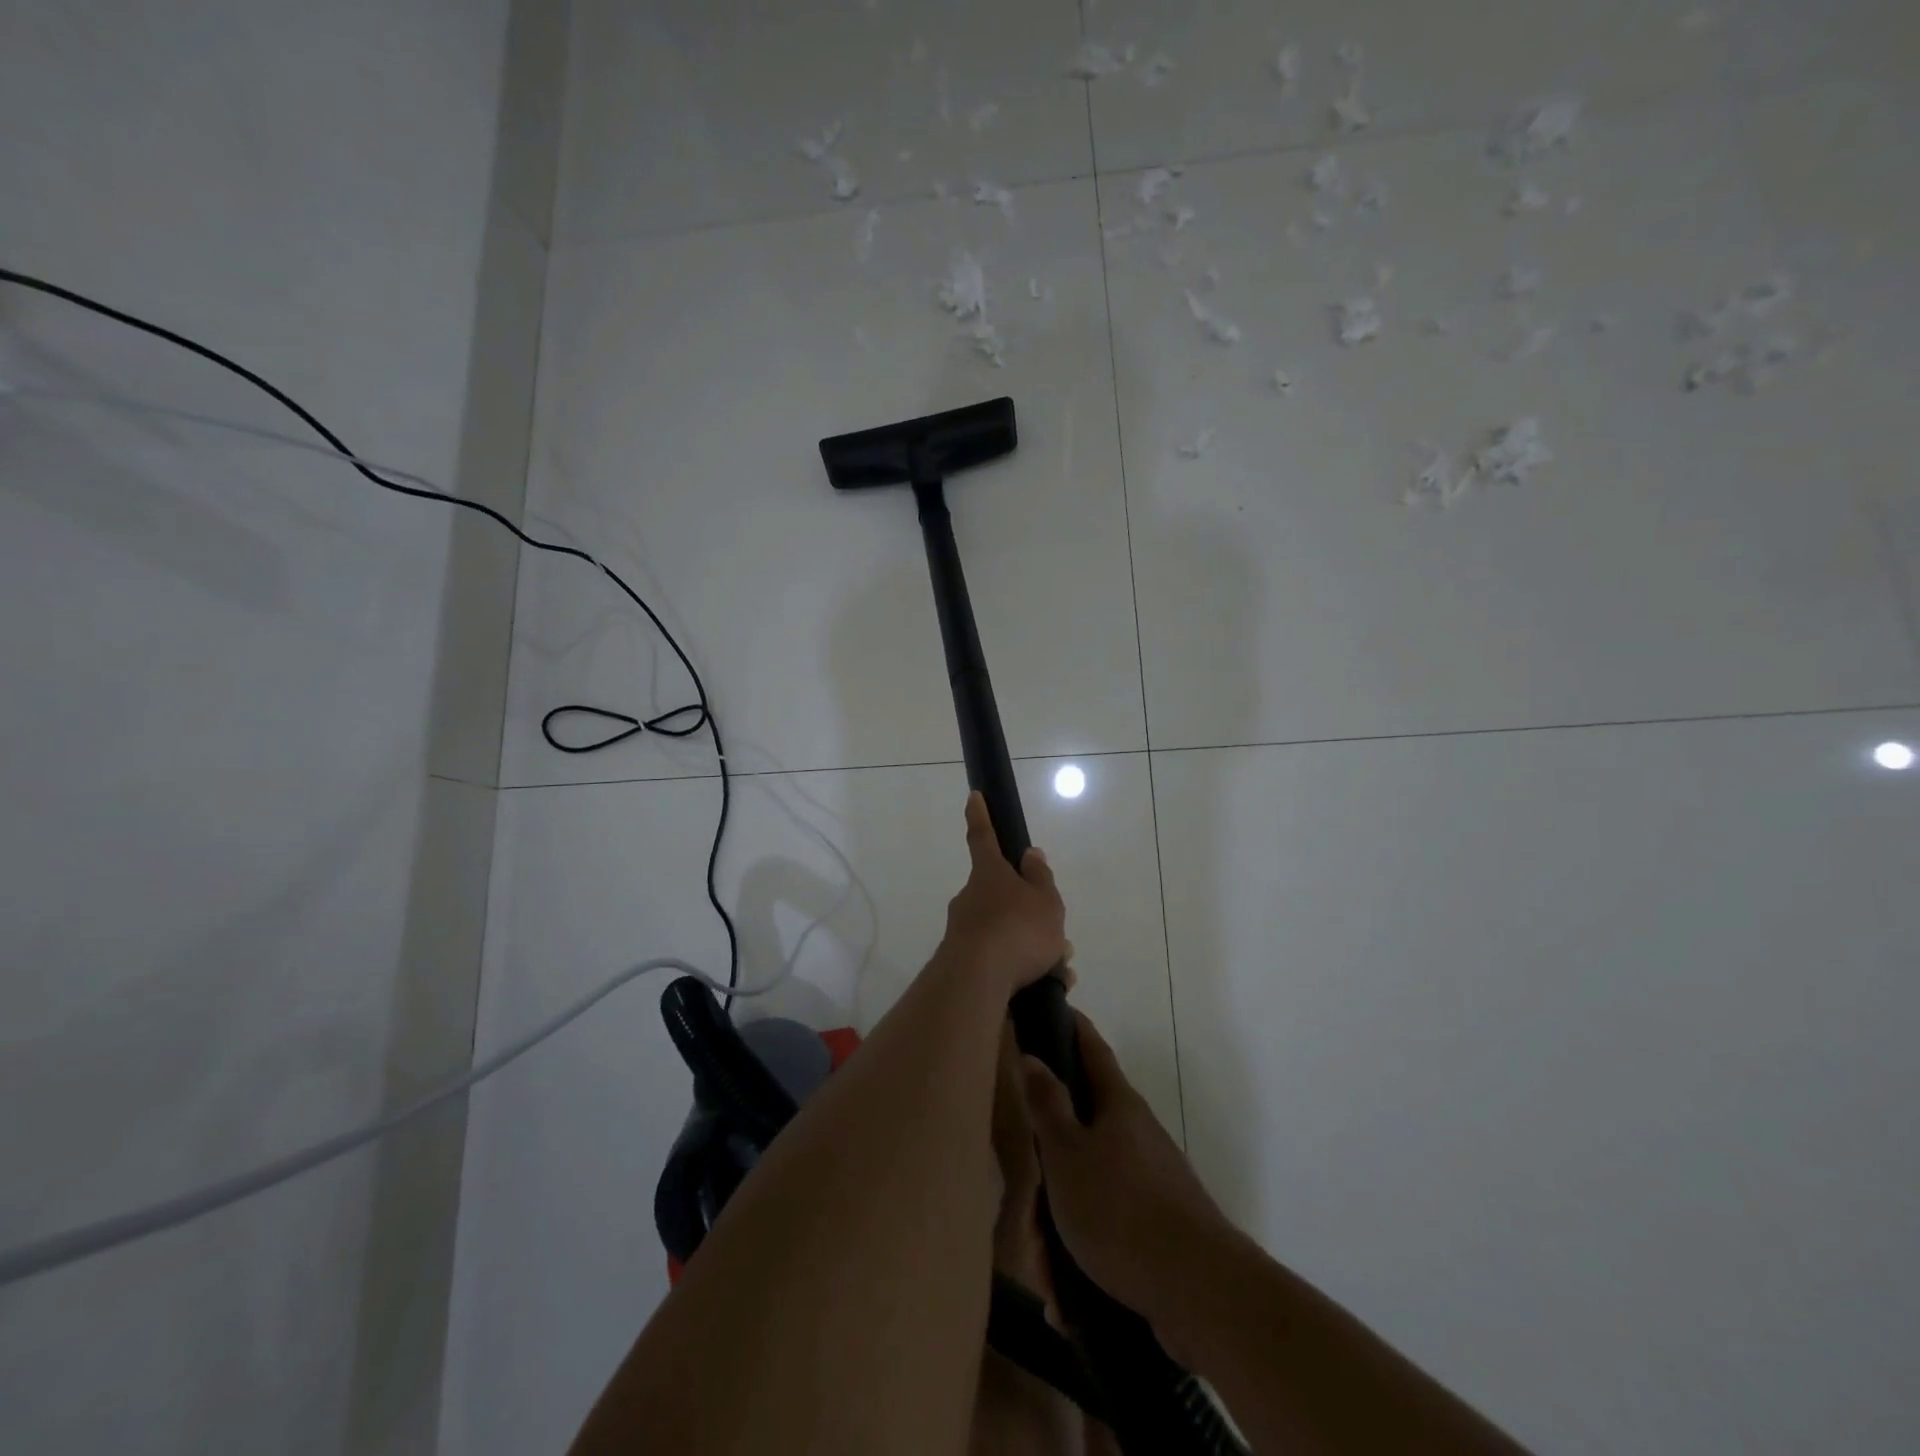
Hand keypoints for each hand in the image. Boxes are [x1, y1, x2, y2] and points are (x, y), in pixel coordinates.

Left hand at [939, 792, 1066, 995]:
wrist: (978, 981)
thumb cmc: (1017, 929)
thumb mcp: (1044, 900)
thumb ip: (1040, 878)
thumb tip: (1029, 854)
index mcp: (989, 874)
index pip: (983, 837)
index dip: (980, 816)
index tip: (973, 796)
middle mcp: (971, 897)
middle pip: (1004, 897)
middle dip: (1031, 914)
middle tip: (1058, 937)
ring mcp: (964, 930)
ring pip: (1007, 931)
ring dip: (1034, 947)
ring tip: (1060, 969)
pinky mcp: (964, 962)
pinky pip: (1001, 960)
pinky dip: (1024, 969)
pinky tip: (1046, 986)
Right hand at [1021, 1011, 1234, 1328]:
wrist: (1199, 1290)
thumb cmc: (1120, 1209)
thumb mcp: (1067, 1154)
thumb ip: (1047, 1105)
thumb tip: (1032, 1055)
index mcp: (1117, 1105)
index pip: (1090, 1048)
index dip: (1071, 1026)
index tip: (1052, 1008)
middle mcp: (1137, 1133)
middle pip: (1082, 1128)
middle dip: (1050, 1163)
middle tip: (1026, 1205)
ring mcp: (1151, 1179)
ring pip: (1089, 1185)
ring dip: (1061, 1223)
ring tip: (1046, 1270)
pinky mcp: (1158, 1225)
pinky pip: (1107, 1228)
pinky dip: (1083, 1254)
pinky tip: (1068, 1297)